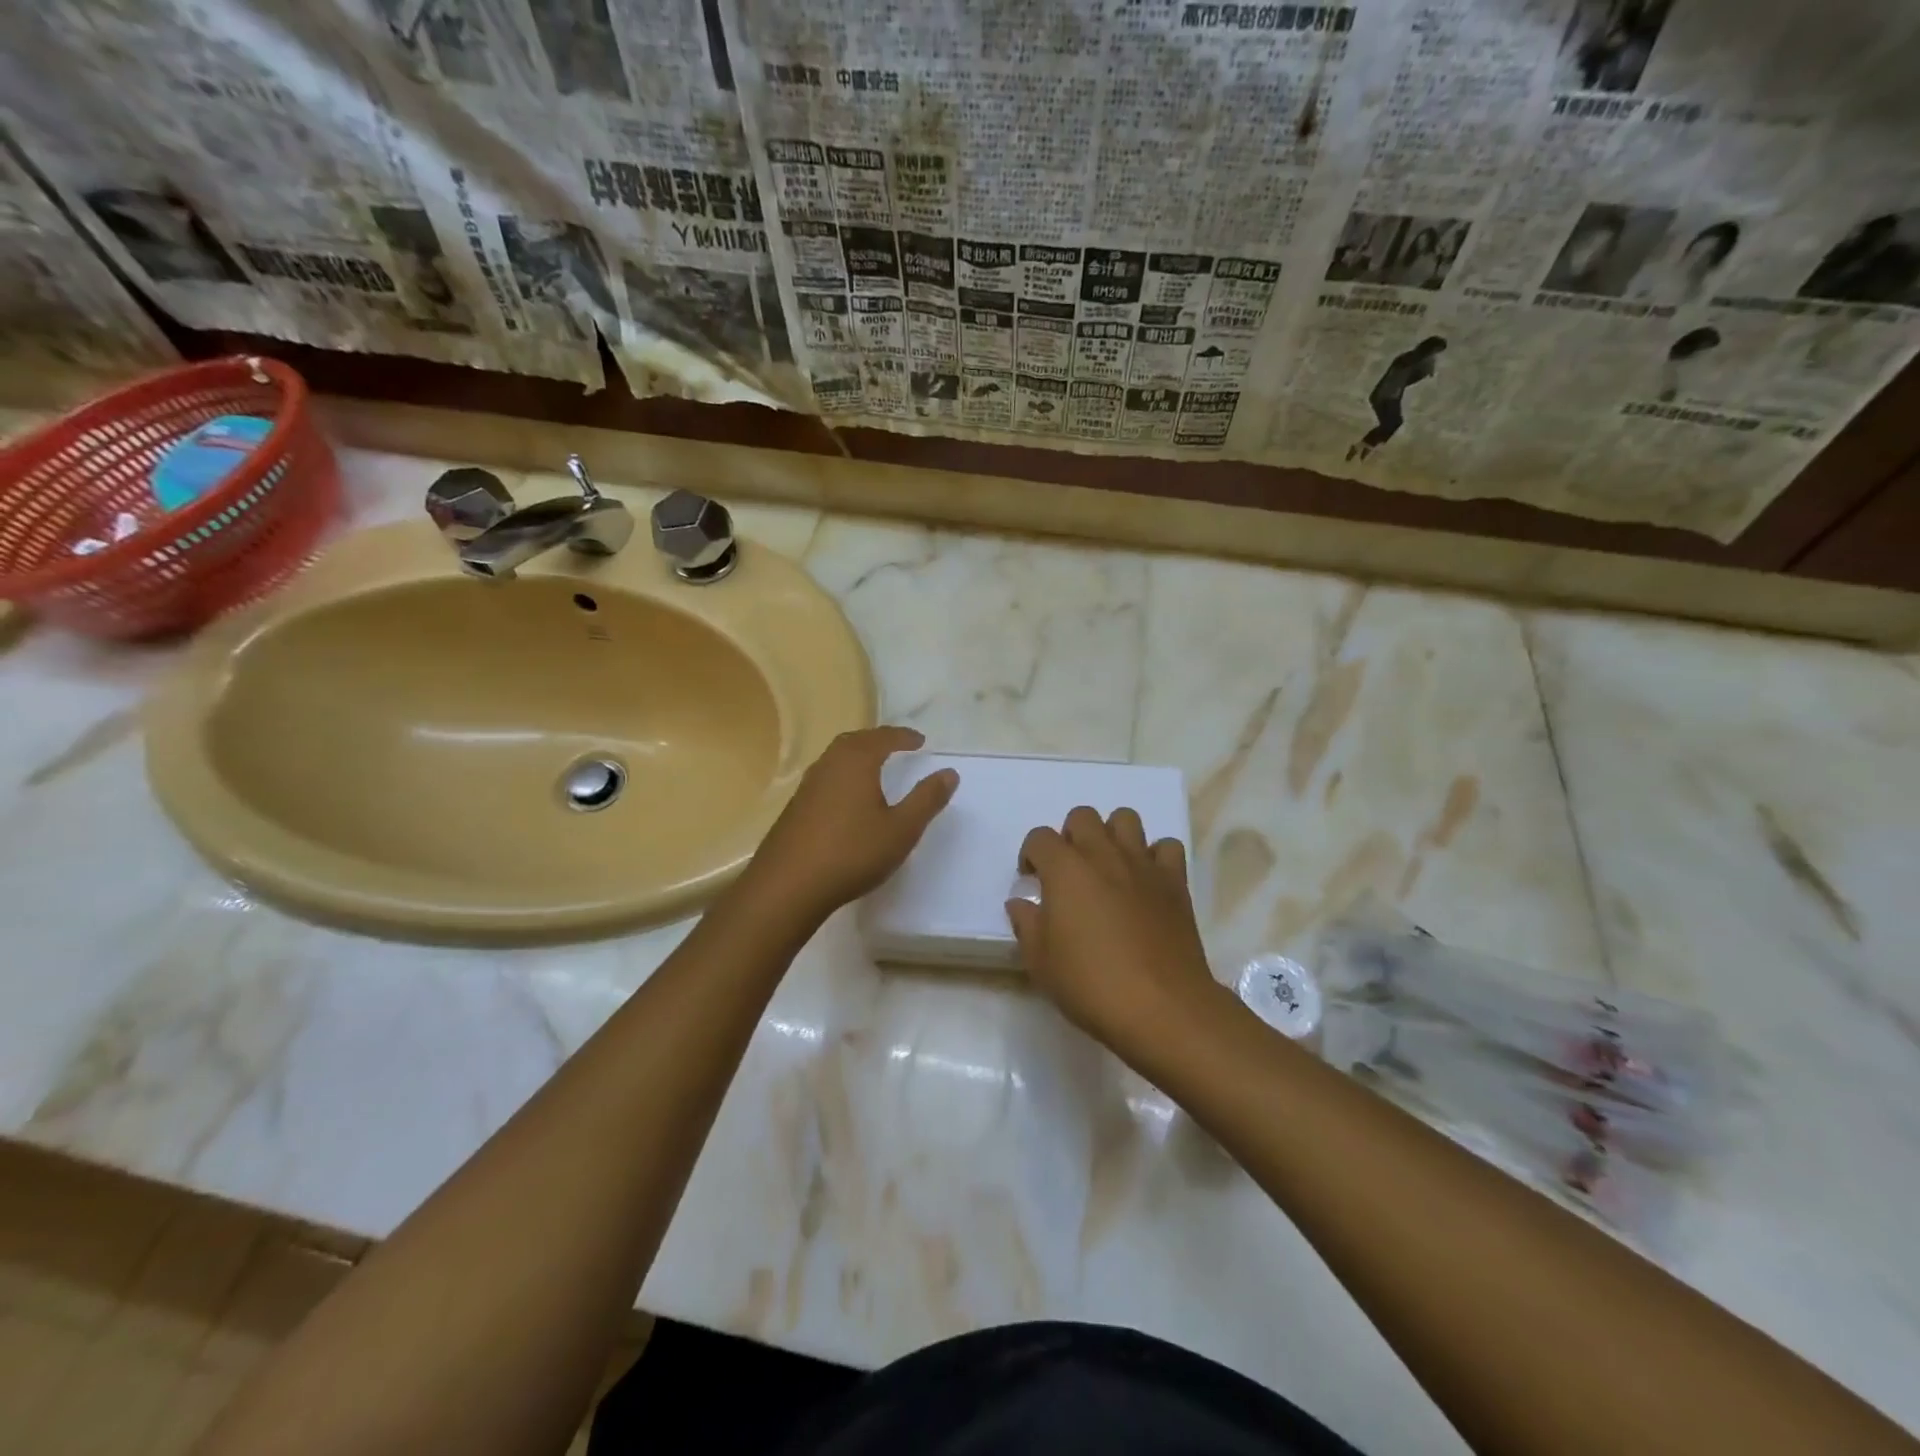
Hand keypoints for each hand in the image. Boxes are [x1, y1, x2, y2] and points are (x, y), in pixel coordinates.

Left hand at [743, 726, 958, 922]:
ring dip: (857, 756)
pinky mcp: (795, 808)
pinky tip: (847, 799)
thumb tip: (949, 772)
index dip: (903, 737)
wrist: (788, 885)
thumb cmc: (852, 853)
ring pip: (836, 759)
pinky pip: (825, 778)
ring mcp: (807, 786)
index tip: (920, 741)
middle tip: (896, 746)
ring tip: (874, 768)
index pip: (883, 737)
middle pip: (855, 741)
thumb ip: (927, 799)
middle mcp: (829, 765)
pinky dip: (843, 776)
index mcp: (856, 762)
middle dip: (877, 740)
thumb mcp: (901, 829)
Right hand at [1007, 807, 1223, 1058]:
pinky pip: (1166, 847)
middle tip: (1069, 872)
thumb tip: (1021, 903)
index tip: (1032, 881)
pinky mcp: (1174, 881)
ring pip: (1126, 818)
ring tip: (1108, 868)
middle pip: (1082, 816)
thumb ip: (1027, 924)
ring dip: (1112, 835)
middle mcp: (1103, 854)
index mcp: (1065, 869)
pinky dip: (1154, 856)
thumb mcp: (1041, 962)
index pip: (1039, 837)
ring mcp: (1142, 864)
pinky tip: (1146, 881)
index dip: (1030, 855)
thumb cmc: (1091, 984)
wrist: (1161, 1006)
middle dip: (1070, 836)